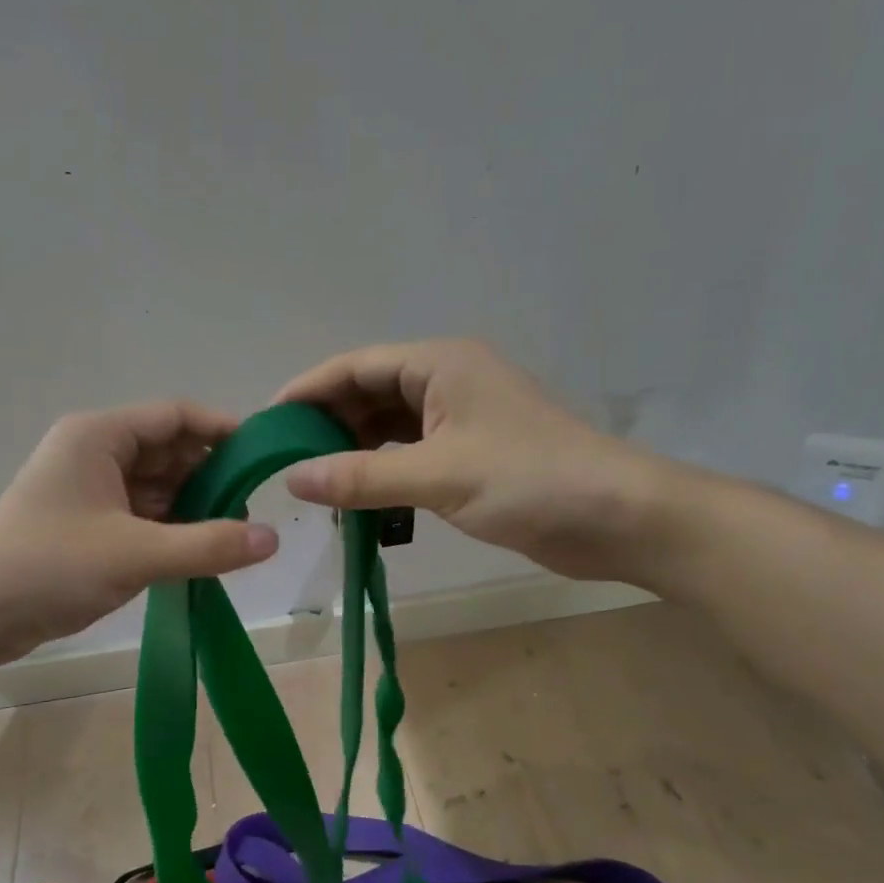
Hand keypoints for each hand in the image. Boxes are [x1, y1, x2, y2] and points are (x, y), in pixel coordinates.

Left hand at [0, 401, 278, 664]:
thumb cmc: (48, 567)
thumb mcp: (135, 554)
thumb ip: (208, 545)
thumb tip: (273, 539)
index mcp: (99, 436)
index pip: (175, 416)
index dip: (222, 430)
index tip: (263, 458)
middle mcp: (94, 452)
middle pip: (168, 450)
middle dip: (210, 476)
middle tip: (253, 510)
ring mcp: (89, 490)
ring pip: (157, 486)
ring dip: (192, 507)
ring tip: (233, 537)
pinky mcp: (86, 524)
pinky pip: (141, 515)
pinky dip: (170, 529)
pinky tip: (199, 552)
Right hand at [276, 339, 680, 583]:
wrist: (618, 517)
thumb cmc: (530, 481)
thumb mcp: (438, 476)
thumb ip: (362, 477)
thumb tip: (293, 478)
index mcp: (438, 365)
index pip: (355, 367)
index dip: (307, 391)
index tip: (266, 423)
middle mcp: (445, 382)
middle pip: (368, 394)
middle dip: (326, 424)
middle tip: (284, 462)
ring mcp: (459, 419)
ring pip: (387, 427)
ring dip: (352, 451)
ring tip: (313, 482)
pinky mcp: (469, 454)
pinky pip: (408, 454)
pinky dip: (380, 471)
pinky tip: (356, 496)